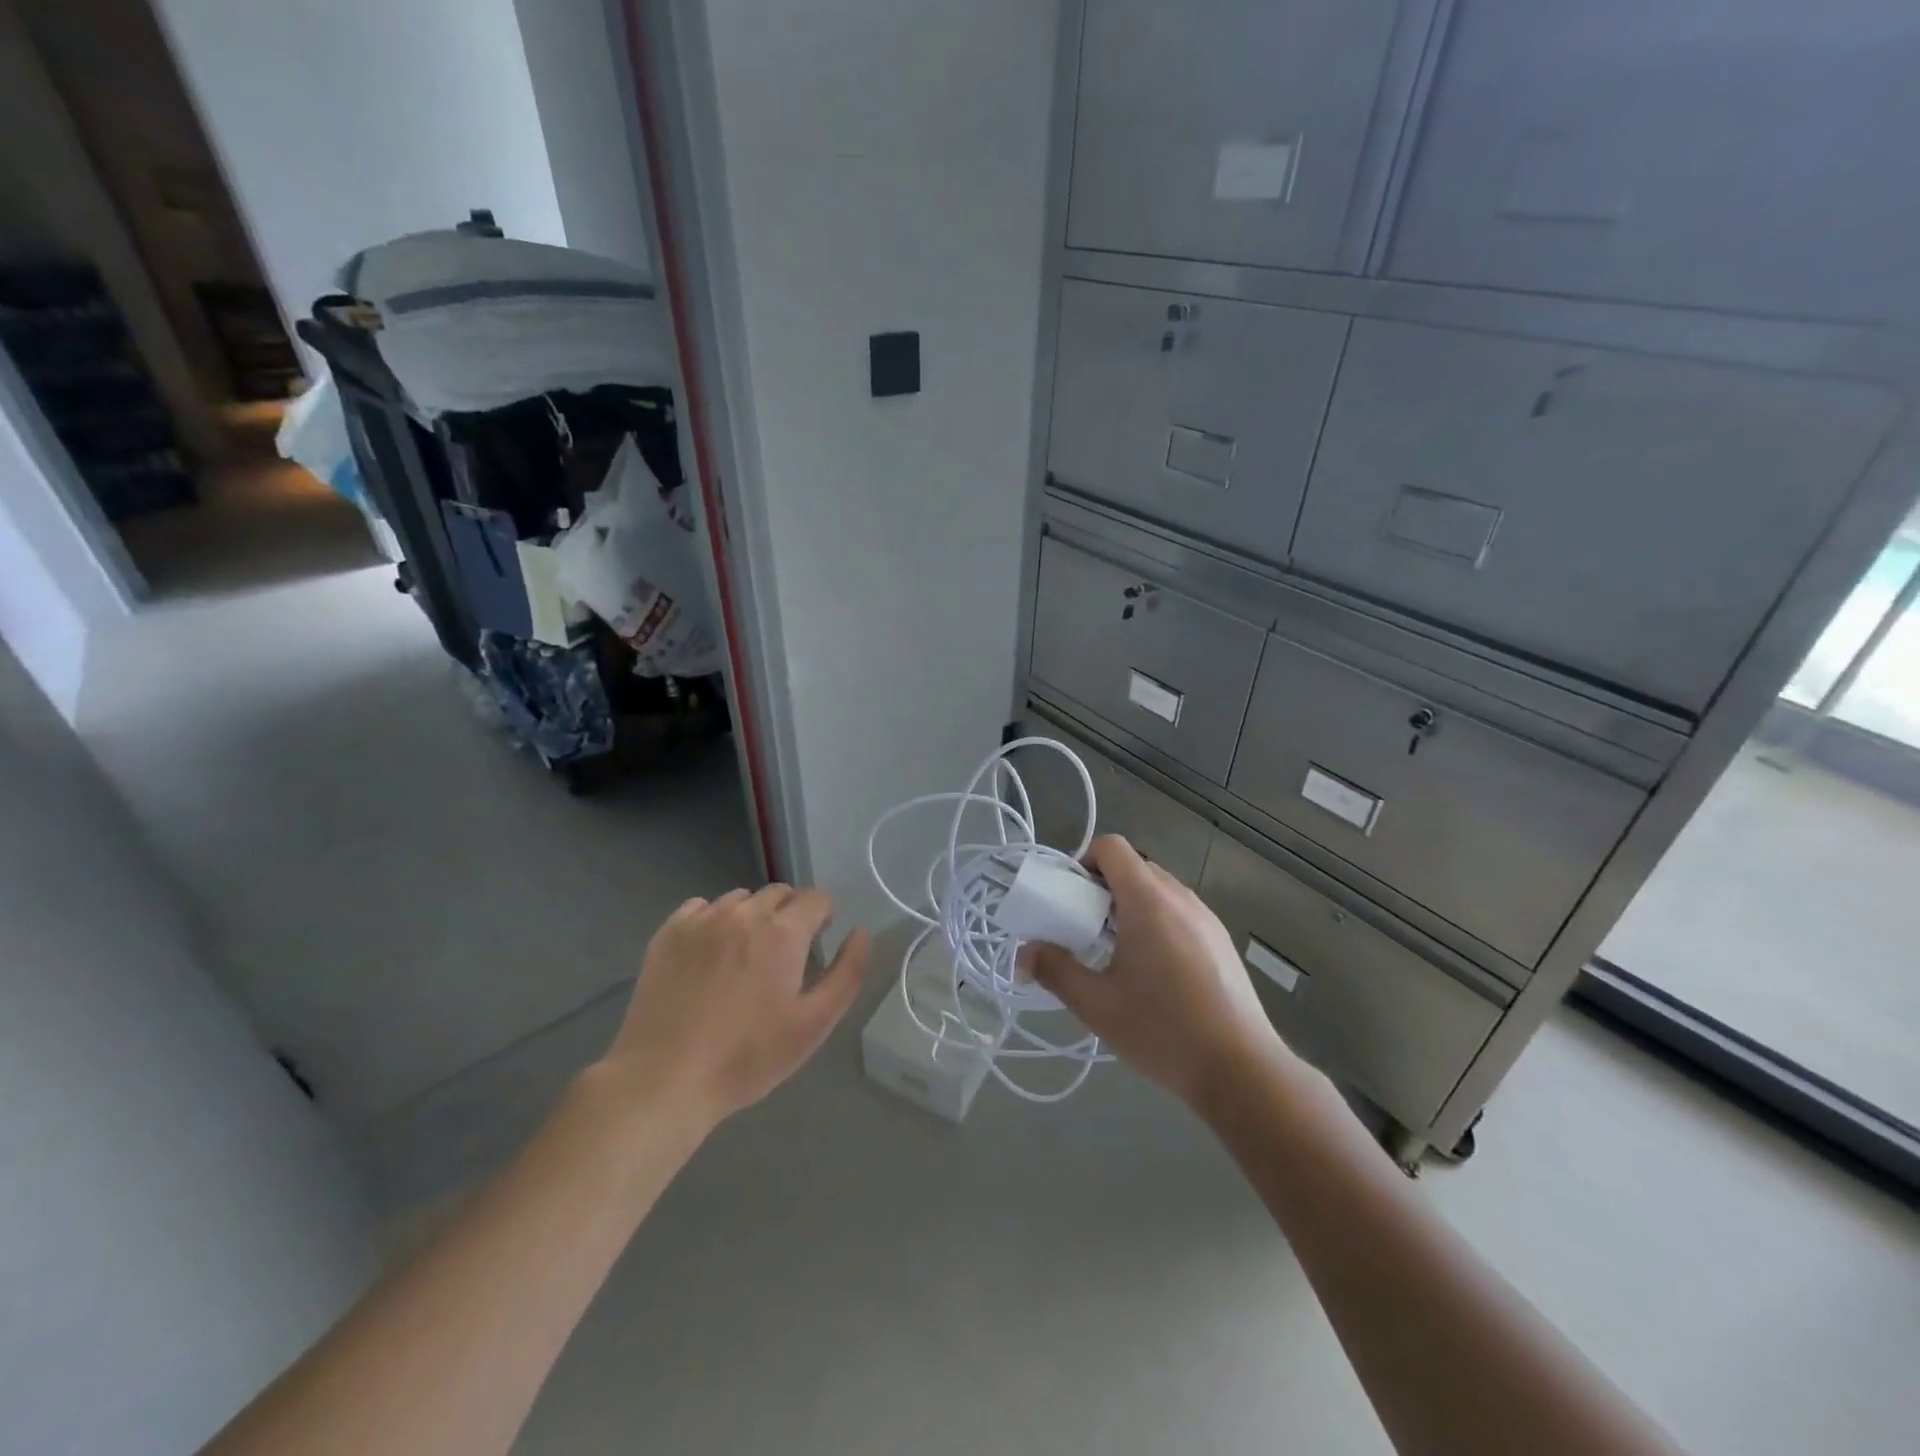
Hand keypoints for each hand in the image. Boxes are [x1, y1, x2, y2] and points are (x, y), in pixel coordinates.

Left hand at [595, 885, 870, 1126]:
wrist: (664, 1079)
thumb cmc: (747, 1057)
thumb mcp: (814, 1024)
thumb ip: (847, 973)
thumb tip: (861, 933)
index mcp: (783, 933)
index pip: (816, 898)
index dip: (823, 917)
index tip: (817, 943)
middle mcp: (744, 913)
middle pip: (779, 893)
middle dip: (790, 915)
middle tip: (783, 956)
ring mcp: (703, 919)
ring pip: (740, 899)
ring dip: (752, 916)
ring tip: (744, 957)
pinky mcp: (669, 932)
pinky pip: (702, 907)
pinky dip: (714, 920)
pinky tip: (709, 955)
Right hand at [1025, 835, 1290, 1106]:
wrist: (1241, 1070)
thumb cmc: (1162, 1030)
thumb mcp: (1097, 1005)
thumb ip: (1056, 971)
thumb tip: (1025, 952)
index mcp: (1148, 900)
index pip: (1113, 847)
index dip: (1085, 862)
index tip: (1072, 899)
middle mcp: (1180, 897)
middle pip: (1135, 867)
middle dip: (1105, 888)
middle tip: (1087, 930)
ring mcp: (1207, 918)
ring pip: (1160, 891)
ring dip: (1132, 907)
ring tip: (1119, 955)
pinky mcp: (1222, 942)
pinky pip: (1181, 913)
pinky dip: (1159, 923)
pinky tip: (1155, 974)